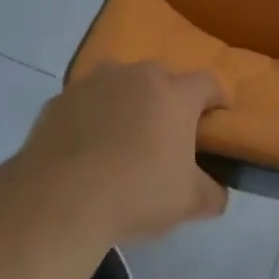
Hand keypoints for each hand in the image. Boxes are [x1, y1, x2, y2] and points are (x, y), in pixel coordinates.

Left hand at [20, 63, 228, 241]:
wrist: (61, 199)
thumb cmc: (136, 193)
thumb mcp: (188, 202)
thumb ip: (212, 193)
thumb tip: (217, 191)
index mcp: (174, 93)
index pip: (207, 83)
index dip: (215, 100)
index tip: (215, 121)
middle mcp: (137, 75)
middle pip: (162, 79)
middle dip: (167, 101)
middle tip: (164, 135)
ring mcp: (95, 82)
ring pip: (121, 85)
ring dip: (126, 103)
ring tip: (121, 139)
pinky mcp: (61, 98)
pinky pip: (86, 102)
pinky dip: (91, 117)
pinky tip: (85, 149)